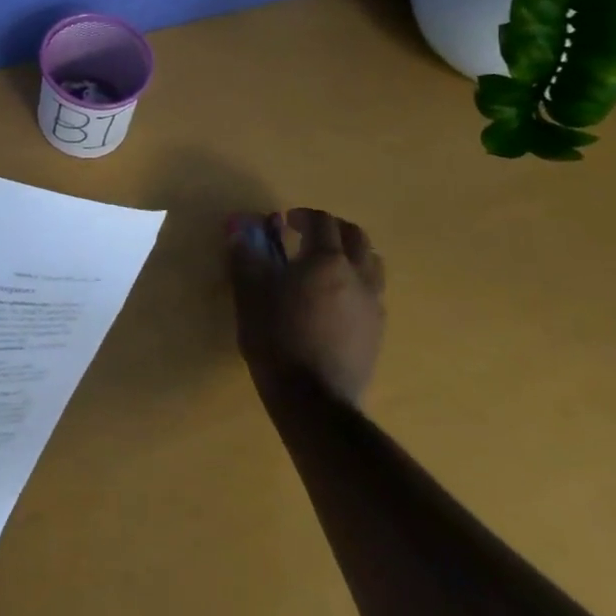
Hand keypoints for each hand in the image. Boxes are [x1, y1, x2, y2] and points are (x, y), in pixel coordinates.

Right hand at [227, 208, 384, 404]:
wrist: (314, 400)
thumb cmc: (277, 337)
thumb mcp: (249, 293)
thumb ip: (245, 256)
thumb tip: (238, 230)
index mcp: (327, 260)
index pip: (323, 222)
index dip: (304, 216)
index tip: (285, 222)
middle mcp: (357, 276)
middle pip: (356, 237)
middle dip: (333, 229)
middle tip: (308, 236)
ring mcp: (373, 305)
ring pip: (372, 264)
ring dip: (350, 255)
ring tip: (326, 266)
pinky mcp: (377, 332)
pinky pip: (372, 293)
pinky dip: (356, 283)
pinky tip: (333, 300)